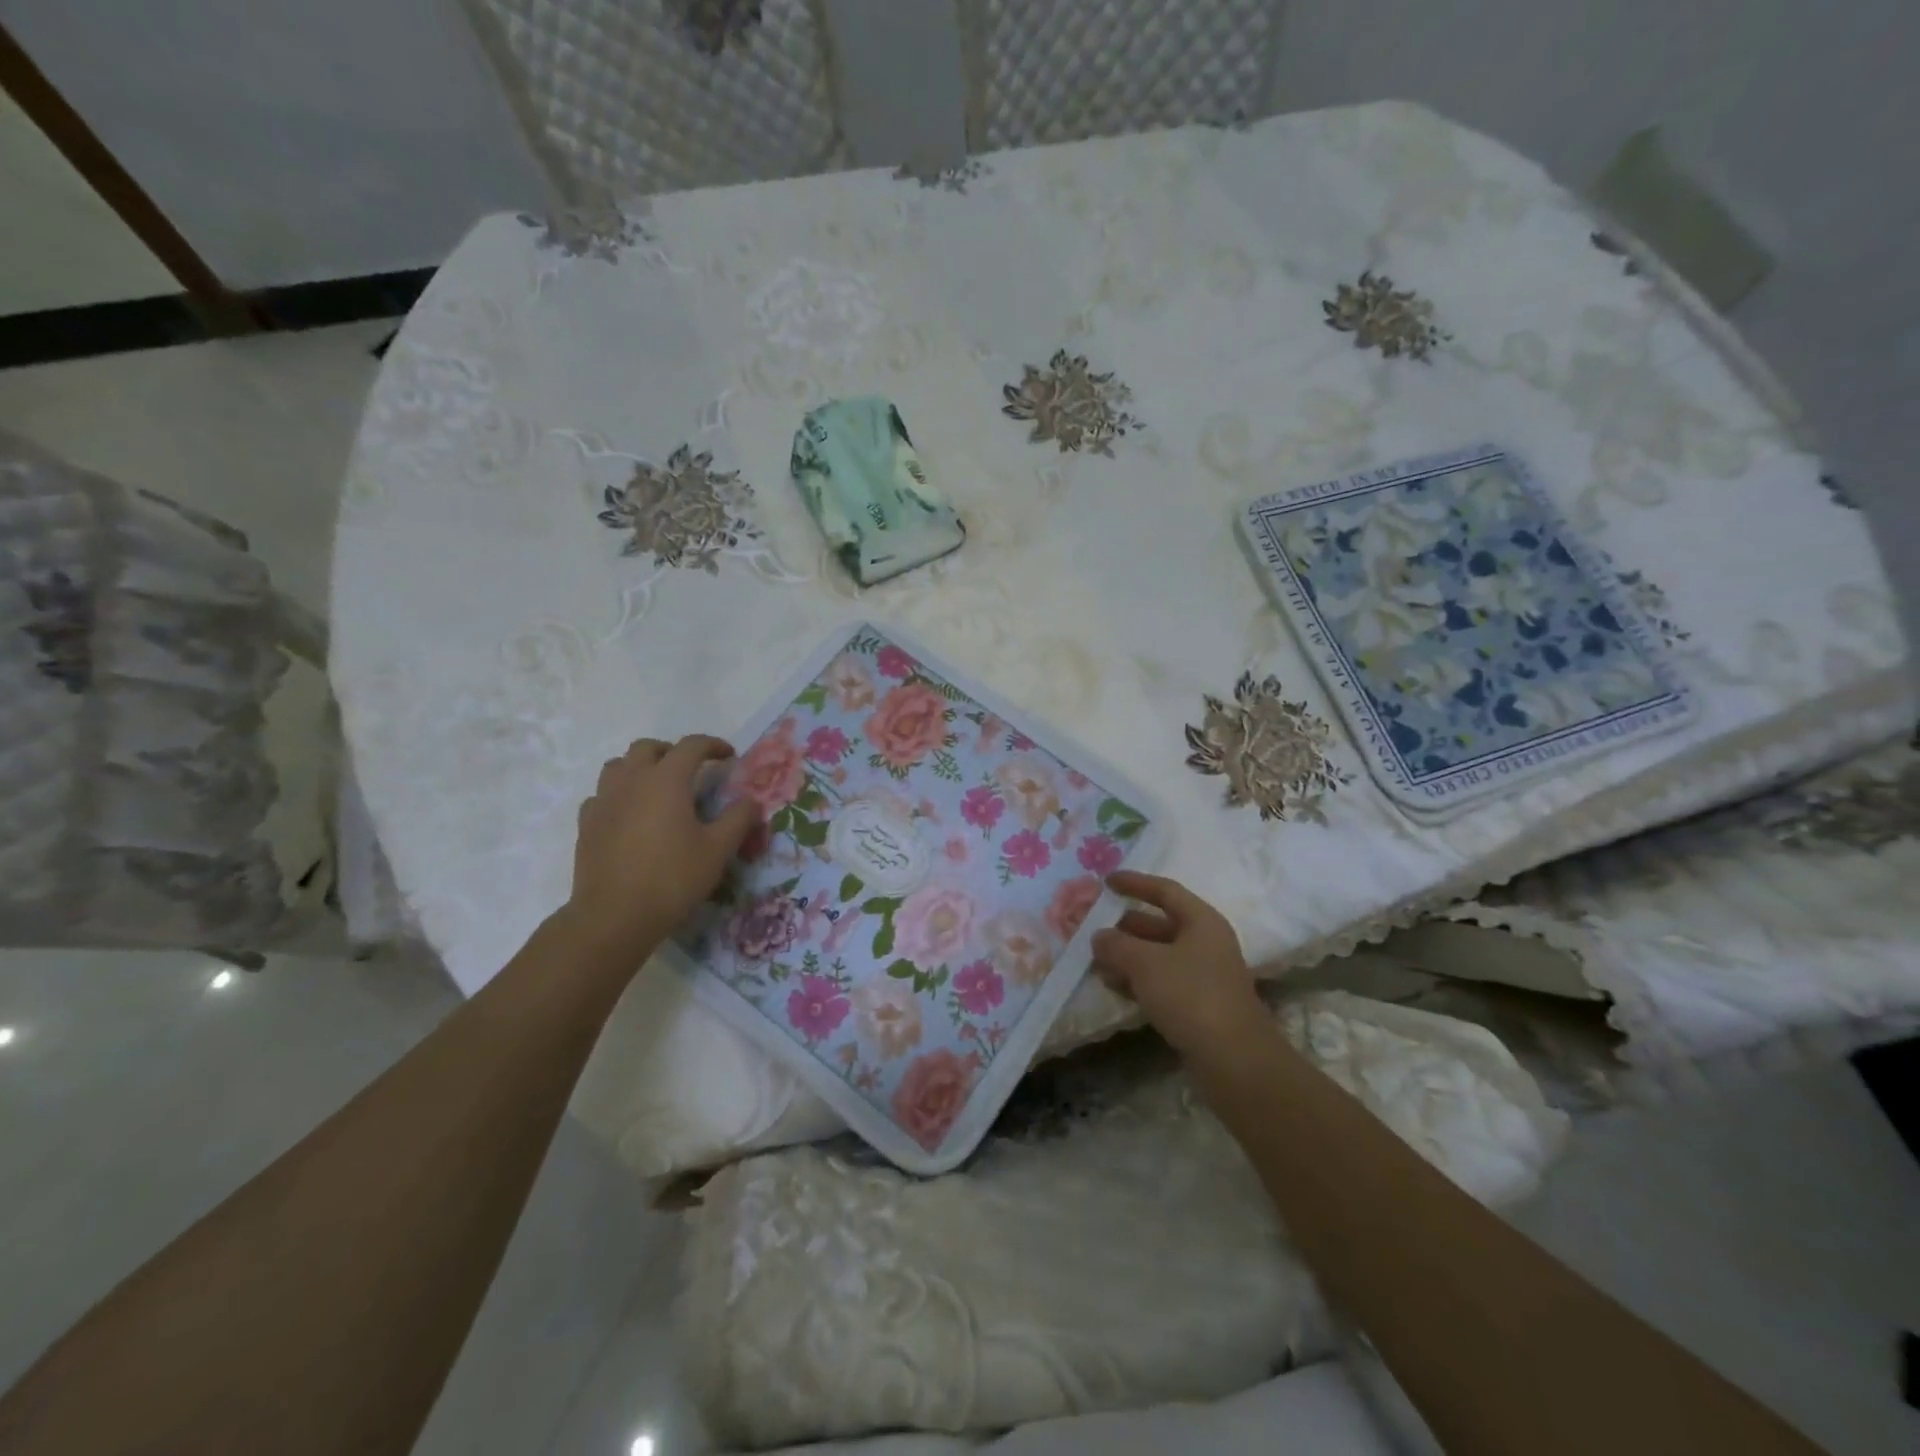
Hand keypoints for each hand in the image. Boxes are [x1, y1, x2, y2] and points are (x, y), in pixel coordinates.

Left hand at [562, 735, 757, 968]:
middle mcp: (632, 781)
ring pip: (618, 766)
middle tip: (691, 771)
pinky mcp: (586, 825)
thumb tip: (751, 801)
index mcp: (666, 780)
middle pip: (648, 748)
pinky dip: (618, 795)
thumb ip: (738, 819)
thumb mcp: (718, 850)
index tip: (729, 756)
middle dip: (672, 751)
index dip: (713, 745)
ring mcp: (604, 801)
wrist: (614, 917)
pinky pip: (601, 795)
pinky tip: (629, 816)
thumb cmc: (672, 878)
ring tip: (658, 789)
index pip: (691, 746)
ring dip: (640, 768)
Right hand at [1091, 871, 1265, 1057]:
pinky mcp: (1199, 1006)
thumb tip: (1098, 937)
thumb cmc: (1191, 996)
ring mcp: (1204, 976)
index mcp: (1202, 921)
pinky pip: (1161, 982)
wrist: (1235, 1060)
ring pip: (1158, 956)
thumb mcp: (1145, 963)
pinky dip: (1137, 980)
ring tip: (1095, 961)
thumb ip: (1116, 945)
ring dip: (1128, 956)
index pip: (1165, 891)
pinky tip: (1113, 987)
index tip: (1106, 881)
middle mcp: (1206, 943)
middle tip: (1093, 927)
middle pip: (1160, 924)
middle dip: (1125, 926)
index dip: (1135, 883)